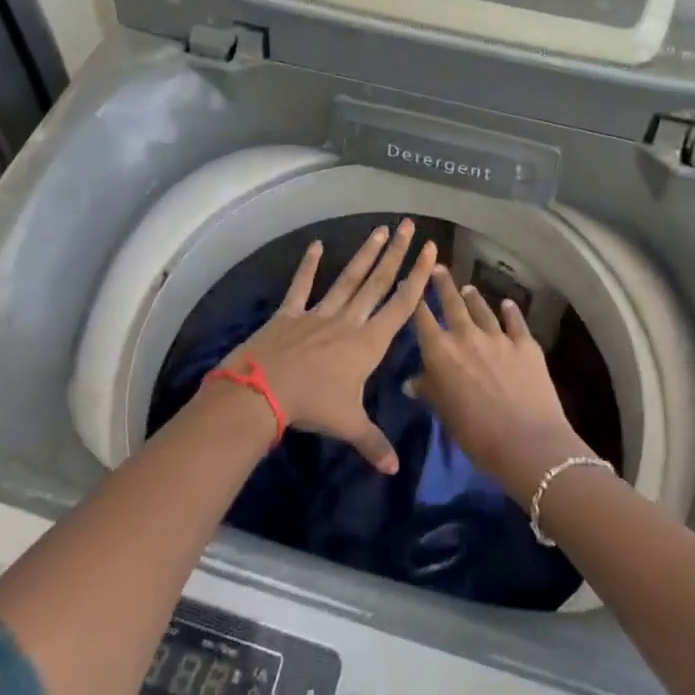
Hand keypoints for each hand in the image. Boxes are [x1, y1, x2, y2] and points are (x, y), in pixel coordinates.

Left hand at [219, 220, 436, 473]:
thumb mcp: (348, 425)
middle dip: (396, 254)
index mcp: (368, 343)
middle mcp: (349, 321)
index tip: (429, 252)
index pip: (400, 305)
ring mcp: (319, 313)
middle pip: (378, 283)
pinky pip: (302, 286)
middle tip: (407, 225)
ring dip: (365, 254)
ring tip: (379, 230)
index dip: (417, 278)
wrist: (265, 391)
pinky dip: (309, 266)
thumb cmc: (312, 406)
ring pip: (348, 279)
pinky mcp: (291, 313)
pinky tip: (317, 245)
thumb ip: (373, 443)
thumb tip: (395, 469)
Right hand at [410, 270, 594, 504]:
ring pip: (482, 309)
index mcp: (440, 352)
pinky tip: (508, 304)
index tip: (412, 283)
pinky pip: (515, 321)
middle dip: (443, 284)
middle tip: (438, 267)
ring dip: (473, 298)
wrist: (526, 441)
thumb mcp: (444, 413)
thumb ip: (428, 390)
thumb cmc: (475, 434)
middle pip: (452, 303)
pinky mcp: (525, 344)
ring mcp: (498, 337)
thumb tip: (411, 382)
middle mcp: (466, 336)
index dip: (416, 299)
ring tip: (468, 287)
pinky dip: (510, 311)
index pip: (422, 318)